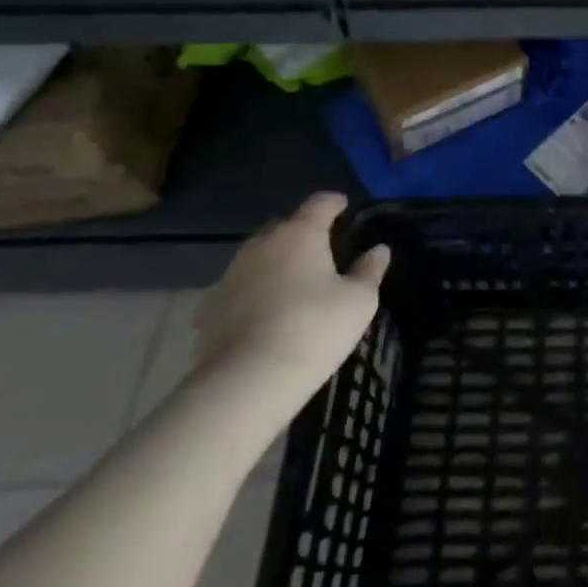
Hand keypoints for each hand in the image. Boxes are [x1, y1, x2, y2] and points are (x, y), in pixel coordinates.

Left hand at [194, 193, 389, 400]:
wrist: (245, 383)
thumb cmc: (313, 330)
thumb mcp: (359, 301)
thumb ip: (369, 271)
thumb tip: (378, 250)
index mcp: (300, 233)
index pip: (320, 203)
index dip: (335, 203)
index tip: (344, 208)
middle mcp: (262, 244)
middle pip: (285, 226)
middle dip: (302, 232)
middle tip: (321, 250)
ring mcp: (230, 275)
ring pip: (258, 256)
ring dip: (274, 262)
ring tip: (291, 283)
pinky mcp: (209, 309)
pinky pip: (237, 289)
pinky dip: (251, 293)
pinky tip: (261, 313)